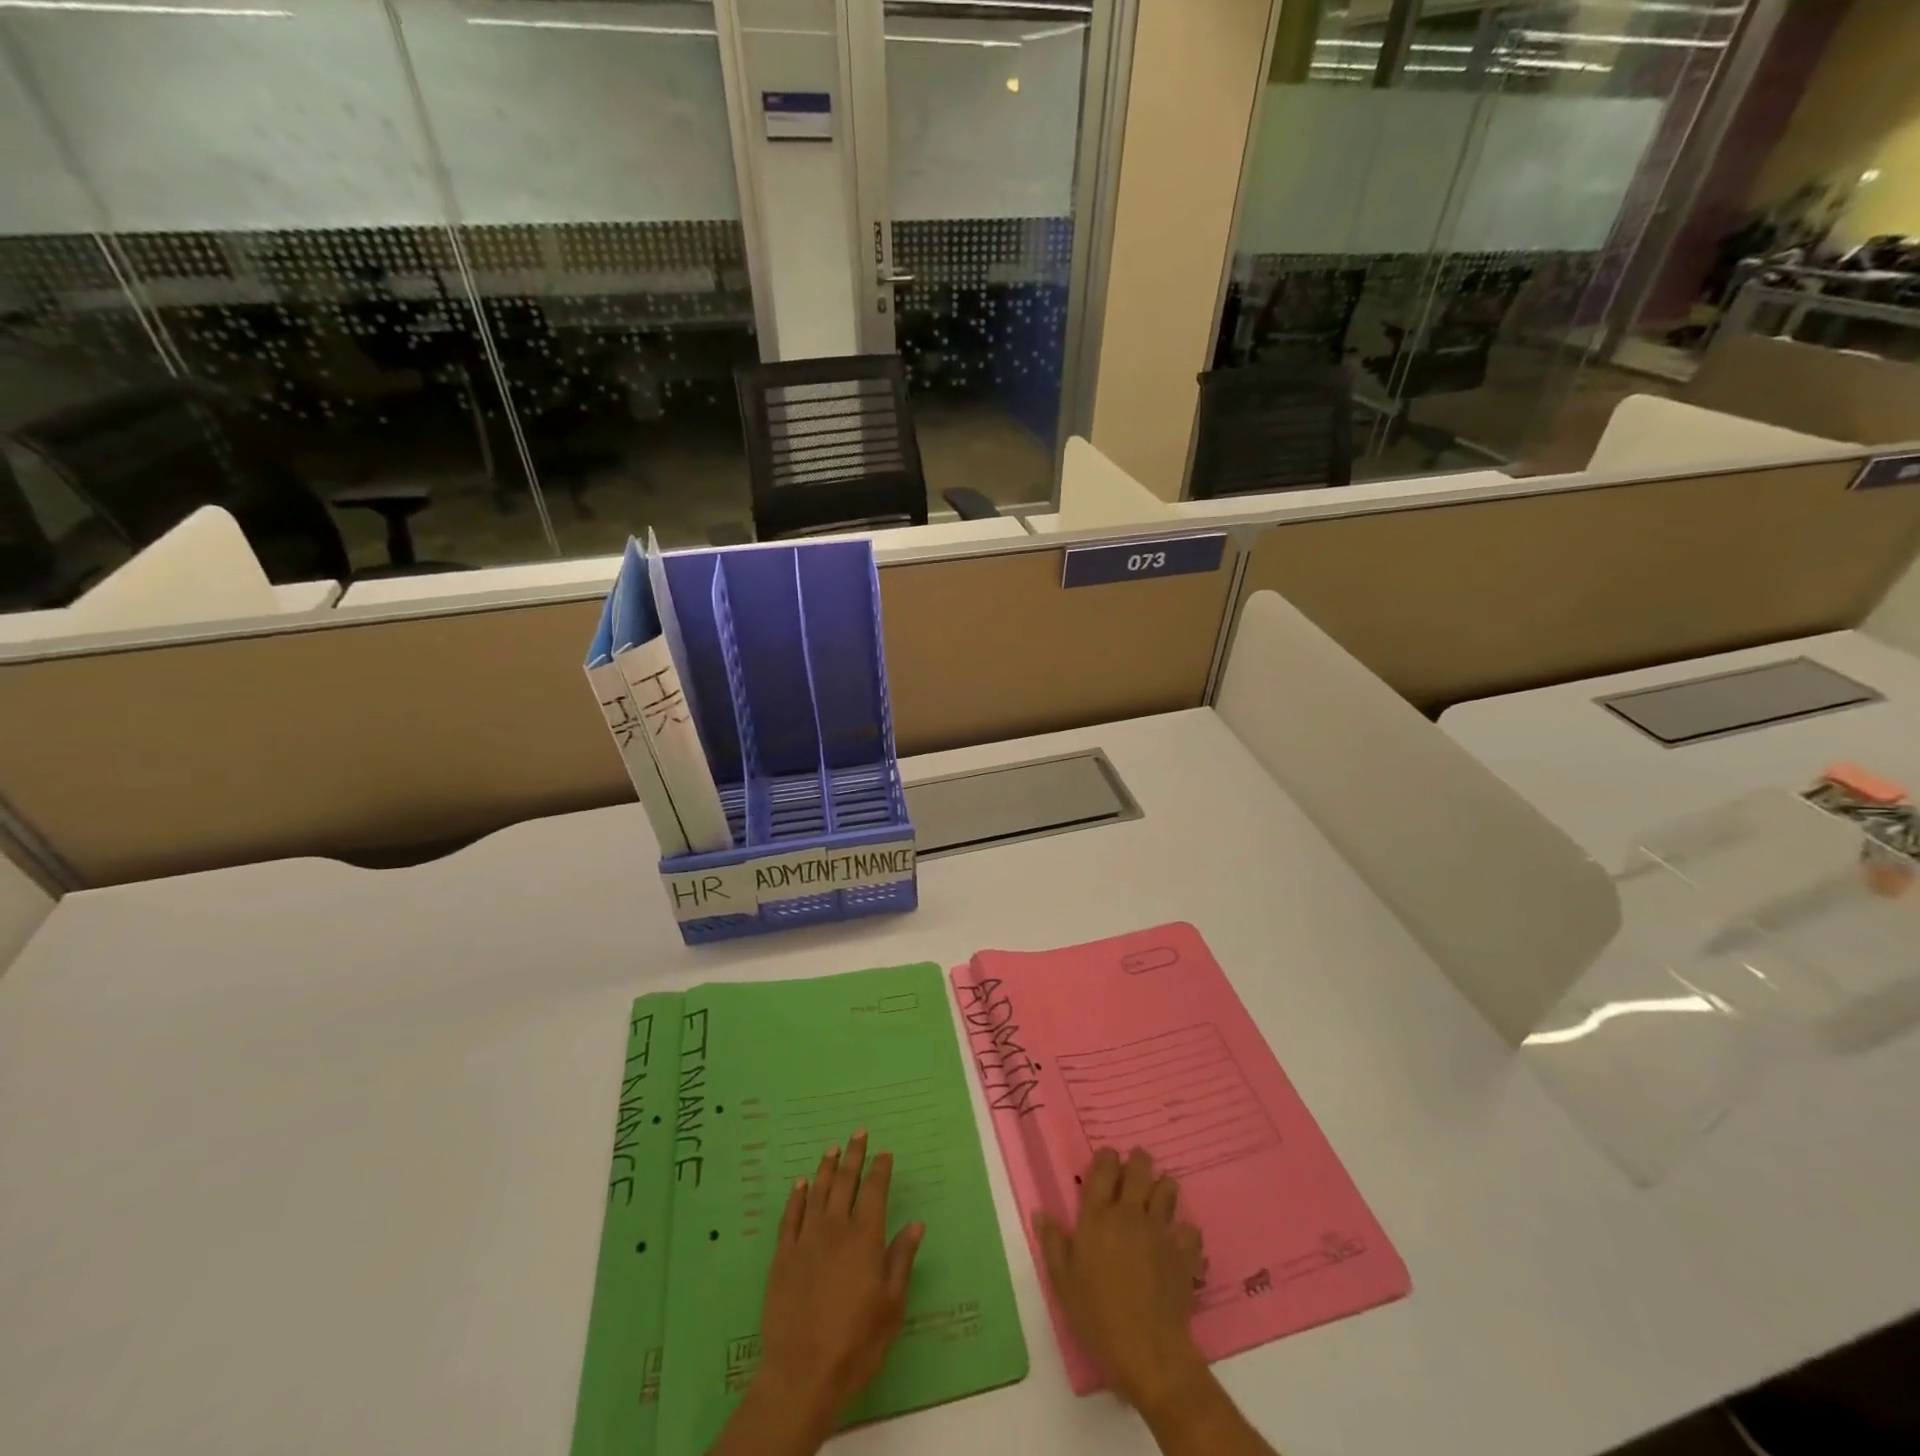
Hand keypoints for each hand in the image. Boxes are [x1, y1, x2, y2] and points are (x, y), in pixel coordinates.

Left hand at [755, 1131, 925, 1427]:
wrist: (802, 1373)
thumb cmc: (856, 1342)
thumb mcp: (891, 1306)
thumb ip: (901, 1260)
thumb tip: (916, 1224)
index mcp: (865, 1238)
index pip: (875, 1191)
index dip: (880, 1169)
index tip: (885, 1152)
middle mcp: (836, 1229)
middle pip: (845, 1182)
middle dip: (854, 1155)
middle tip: (858, 1133)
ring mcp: (806, 1240)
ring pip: (817, 1192)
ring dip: (826, 1168)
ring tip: (832, 1148)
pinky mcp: (782, 1257)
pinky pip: (790, 1216)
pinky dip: (797, 1197)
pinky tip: (800, 1184)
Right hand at [1033, 1146, 1207, 1412]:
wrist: (1147, 1352)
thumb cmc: (1097, 1316)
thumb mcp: (1063, 1282)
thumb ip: (1052, 1243)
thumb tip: (1041, 1212)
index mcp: (1097, 1216)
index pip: (1103, 1168)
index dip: (1106, 1157)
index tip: (1106, 1159)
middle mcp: (1129, 1213)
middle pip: (1139, 1168)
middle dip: (1138, 1160)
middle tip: (1135, 1164)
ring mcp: (1160, 1231)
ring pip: (1168, 1189)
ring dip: (1163, 1187)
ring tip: (1158, 1194)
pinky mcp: (1184, 1254)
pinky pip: (1190, 1229)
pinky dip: (1185, 1230)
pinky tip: (1179, 1240)